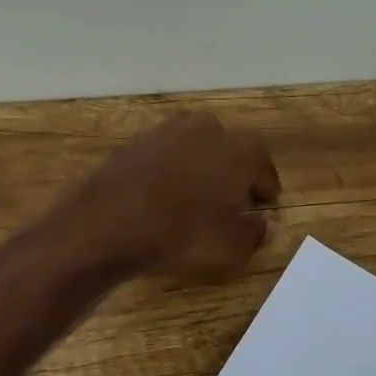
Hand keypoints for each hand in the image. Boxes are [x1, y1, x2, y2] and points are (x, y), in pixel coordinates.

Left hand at [54, 113, 281, 280]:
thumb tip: (265, 224)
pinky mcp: (138, 138)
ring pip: (196, 148)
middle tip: (229, 204)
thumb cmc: (183, 233)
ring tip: (194, 199)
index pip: (264, 171)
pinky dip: (169, 170)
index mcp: (242, 148)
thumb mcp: (231, 246)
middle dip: (233, 175)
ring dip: (200, 168)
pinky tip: (162, 195)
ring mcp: (170, 129)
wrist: (110, 221)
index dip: (265, 193)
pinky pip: (165, 154)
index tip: (262, 210)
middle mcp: (210, 128)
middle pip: (231, 152)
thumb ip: (255, 233)